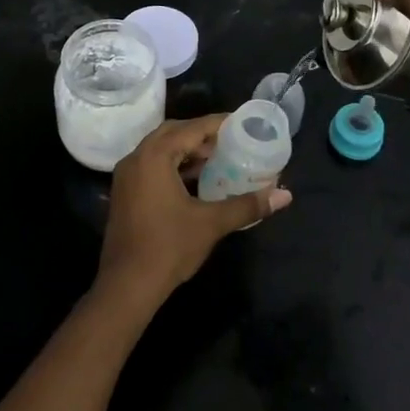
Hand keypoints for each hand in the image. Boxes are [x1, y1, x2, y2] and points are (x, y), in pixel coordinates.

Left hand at [95, 115, 292, 318]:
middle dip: (202, 135)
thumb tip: (284, 196)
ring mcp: (127, 176)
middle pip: (173, 133)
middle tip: (231, 141)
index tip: (242, 124)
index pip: (191, 128)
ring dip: (187, 150)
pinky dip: (174, 165)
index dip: (218, 124)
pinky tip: (196, 180)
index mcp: (154, 156)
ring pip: (161, 150)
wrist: (127, 286)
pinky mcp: (125, 193)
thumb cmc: (168, 248)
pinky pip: (152, 166)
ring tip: (219, 159)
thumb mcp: (211, 223)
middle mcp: (136, 158)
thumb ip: (247, 205)